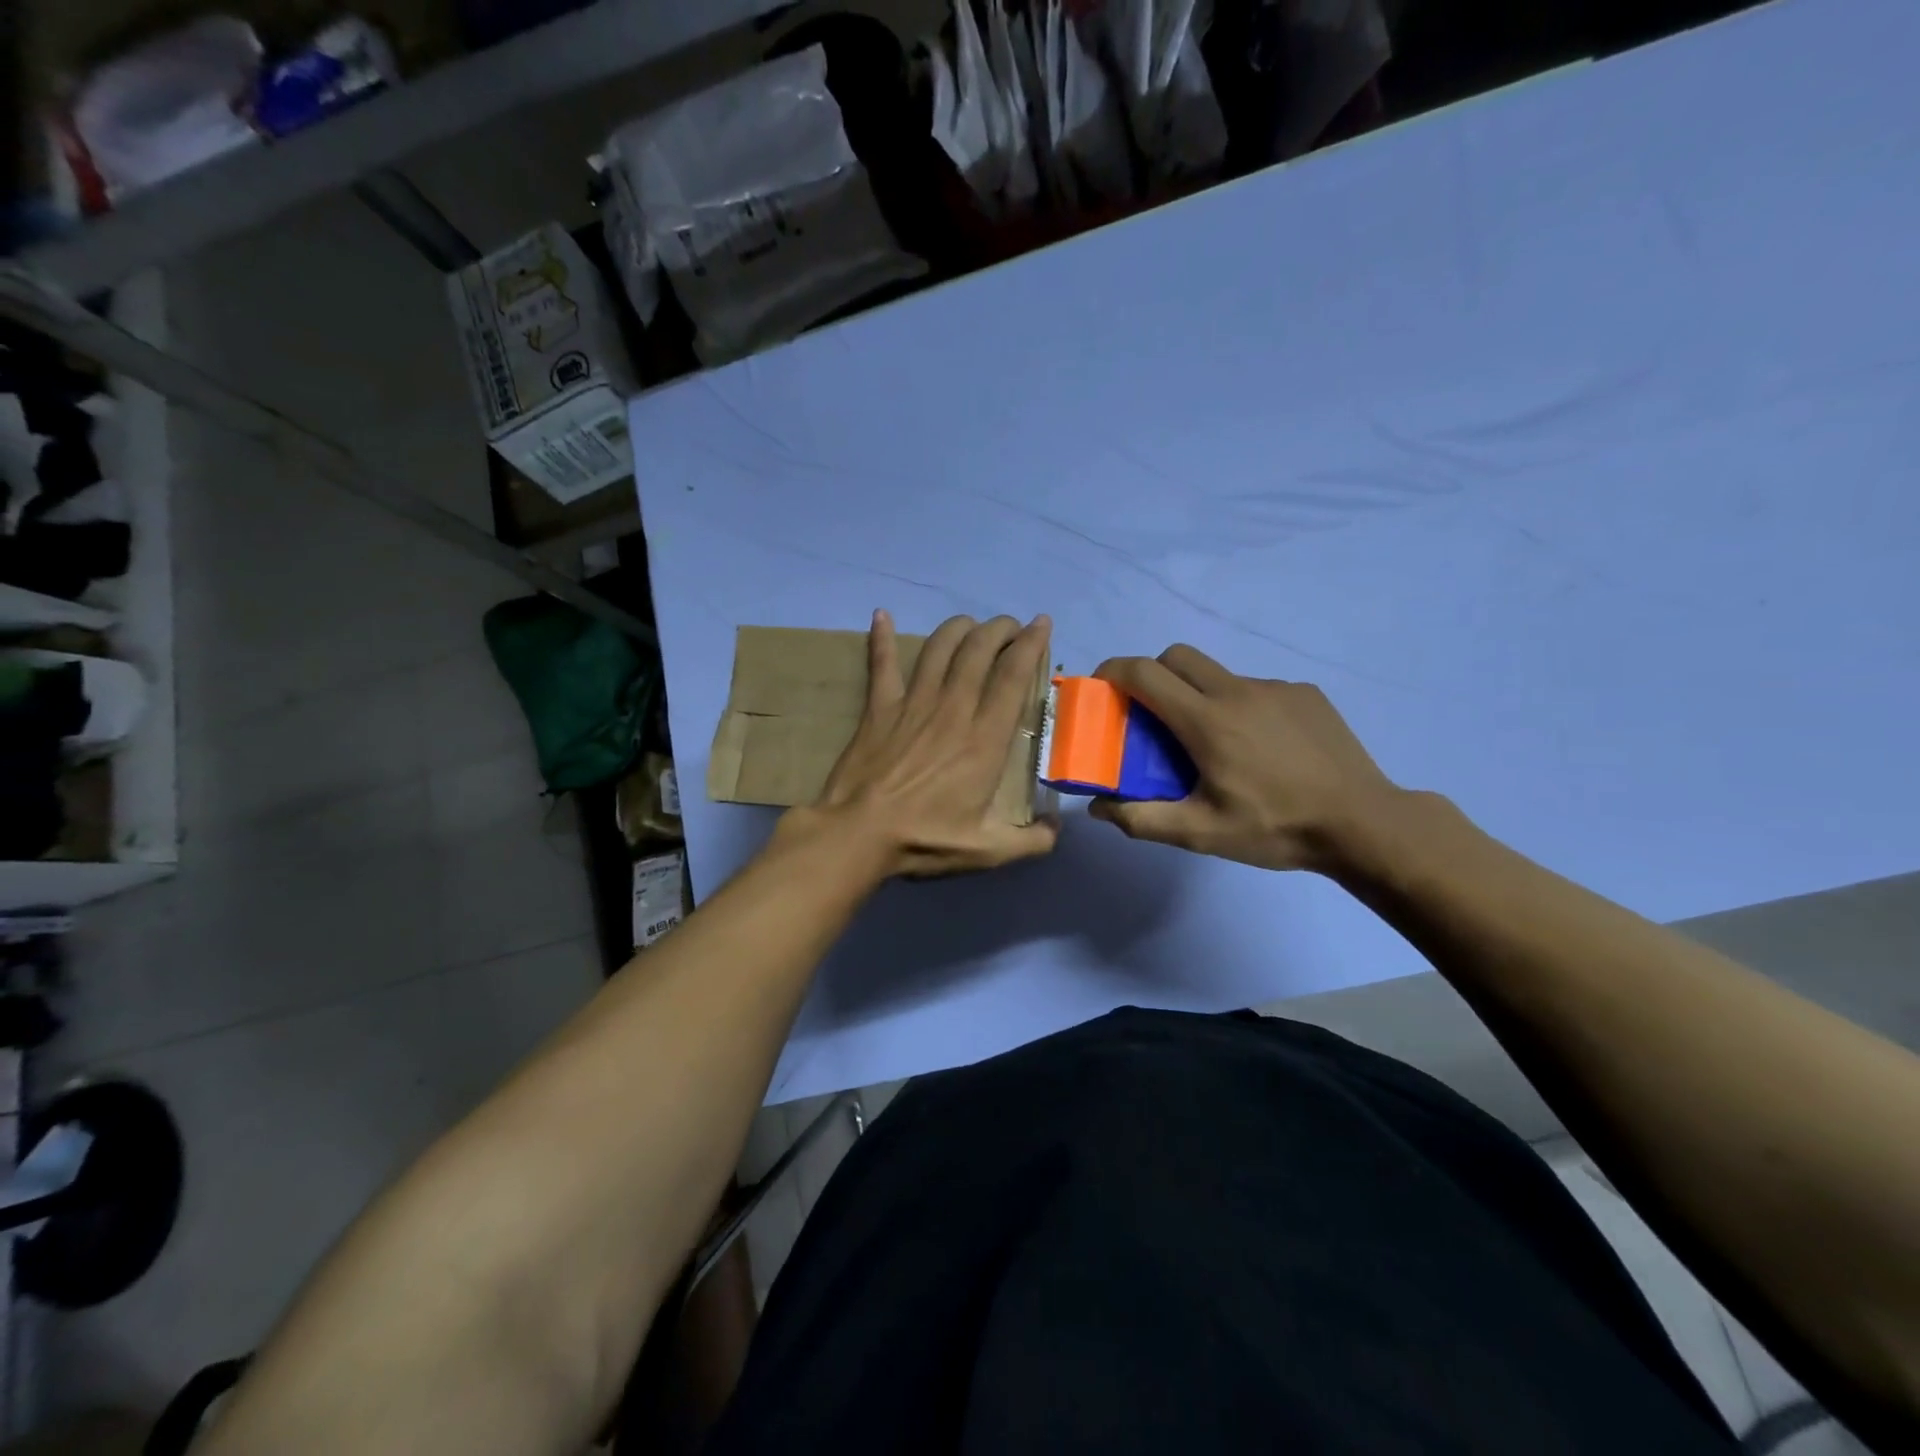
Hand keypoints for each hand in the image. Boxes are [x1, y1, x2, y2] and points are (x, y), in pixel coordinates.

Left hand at [805, 610, 1059, 877]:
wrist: (859, 834)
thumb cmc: (925, 839)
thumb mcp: (988, 851)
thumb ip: (1032, 841)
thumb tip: (1058, 828)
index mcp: (985, 738)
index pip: (1013, 676)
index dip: (1031, 644)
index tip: (1041, 625)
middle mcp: (953, 709)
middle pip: (979, 650)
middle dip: (999, 629)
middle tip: (1009, 626)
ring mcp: (913, 704)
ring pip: (939, 648)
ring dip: (958, 628)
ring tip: (970, 624)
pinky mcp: (879, 708)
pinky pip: (882, 664)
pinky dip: (881, 637)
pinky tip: (882, 615)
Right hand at [1087, 645, 1402, 874]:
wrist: (1364, 823)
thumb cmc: (1275, 828)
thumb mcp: (1201, 833)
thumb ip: (1141, 820)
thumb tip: (1097, 808)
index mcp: (1207, 720)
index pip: (1145, 672)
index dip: (1114, 671)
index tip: (1102, 687)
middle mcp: (1237, 690)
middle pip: (1178, 656)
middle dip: (1153, 674)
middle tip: (1152, 713)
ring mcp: (1276, 688)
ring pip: (1219, 673)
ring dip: (1199, 693)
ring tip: (1214, 742)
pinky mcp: (1305, 694)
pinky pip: (1256, 688)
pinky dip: (1240, 706)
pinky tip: (1260, 747)